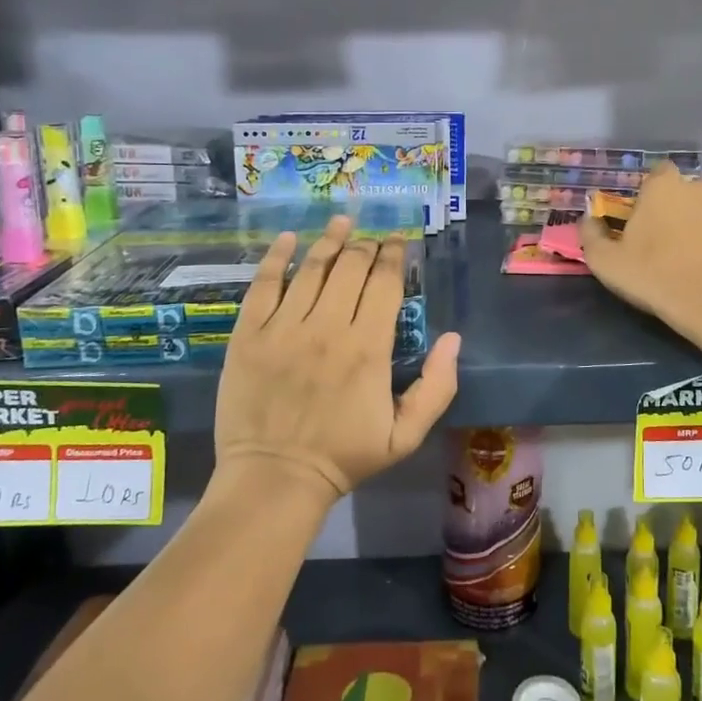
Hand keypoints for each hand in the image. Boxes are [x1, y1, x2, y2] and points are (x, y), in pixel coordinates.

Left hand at [213, 214, 460, 507]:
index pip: (385, 284)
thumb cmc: (345, 457)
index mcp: (368, 347)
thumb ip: (437, 387)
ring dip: (330, 239)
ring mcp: (284, 328)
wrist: (275, 479)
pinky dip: (277, 257)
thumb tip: (453, 339)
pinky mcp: (248, 335)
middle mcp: (328, 327)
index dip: (394, 256)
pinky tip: (289, 238)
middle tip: (372, 237)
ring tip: (341, 221)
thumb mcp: (406, 435)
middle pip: (351, 267)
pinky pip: (264, 285)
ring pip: (312, 268)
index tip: (399, 242)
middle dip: (366, 245)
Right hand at [580, 163, 701, 340]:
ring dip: (697, 224)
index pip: (656, 173)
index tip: (640, 218)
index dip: (648, 193)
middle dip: (674, 207)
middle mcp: (698, 187)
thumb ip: (591, 234)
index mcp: (663, 185)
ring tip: (687, 255)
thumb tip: (588, 218)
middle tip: (661, 238)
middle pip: (682, 190)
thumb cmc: (652, 273)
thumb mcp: (605, 260)